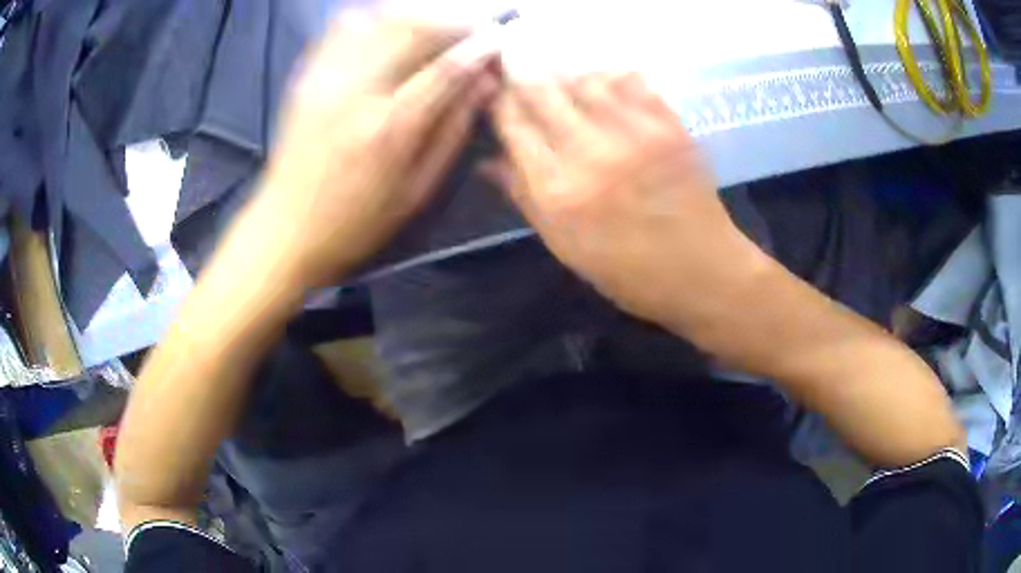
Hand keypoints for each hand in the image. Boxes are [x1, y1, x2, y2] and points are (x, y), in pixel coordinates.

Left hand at [248, 16, 498, 286]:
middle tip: (472, 28)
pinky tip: (391, 28)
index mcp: (389, 129)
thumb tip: (484, 85)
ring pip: (380, 19)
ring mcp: (326, 78)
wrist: (285, 229)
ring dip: (418, 13)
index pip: (446, 68)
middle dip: (453, 20)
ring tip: (437, 25)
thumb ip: (453, 132)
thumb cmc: (356, 222)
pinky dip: (375, 17)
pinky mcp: (307, 76)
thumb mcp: (416, 191)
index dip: (479, 47)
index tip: (499, 38)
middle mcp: (356, 91)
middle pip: (414, 29)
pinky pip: (344, 27)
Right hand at [494, 74, 768, 331]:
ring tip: (562, 83)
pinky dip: (609, 76)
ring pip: (583, 77)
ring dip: (565, 76)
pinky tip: (604, 85)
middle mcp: (590, 151)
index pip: (513, 124)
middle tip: (522, 77)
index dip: (499, 104)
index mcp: (558, 190)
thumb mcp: (565, 246)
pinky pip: (630, 80)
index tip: (497, 98)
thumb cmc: (629, 271)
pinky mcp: (668, 123)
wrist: (703, 271)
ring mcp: (634, 132)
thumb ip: (525, 197)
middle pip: (541, 91)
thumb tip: (489, 160)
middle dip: (523, 79)